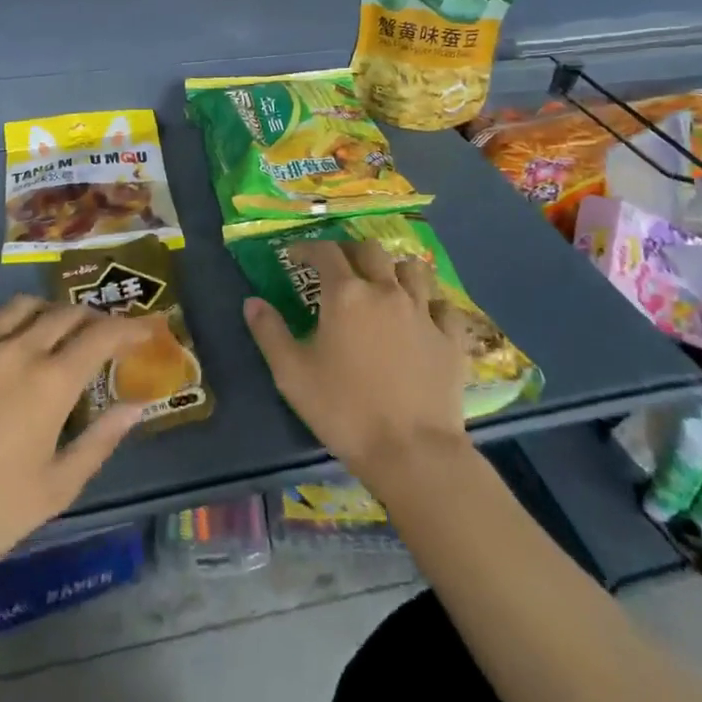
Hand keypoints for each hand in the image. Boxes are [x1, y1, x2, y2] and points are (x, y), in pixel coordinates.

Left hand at [0, 296, 152, 566]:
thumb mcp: (58, 487)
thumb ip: (101, 440)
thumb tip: (137, 405)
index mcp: (52, 381)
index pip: (101, 336)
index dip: (128, 327)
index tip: (145, 329)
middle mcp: (17, 351)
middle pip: (62, 313)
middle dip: (88, 317)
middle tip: (96, 332)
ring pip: (16, 307)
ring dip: (40, 311)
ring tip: (44, 327)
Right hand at [242, 239, 471, 488]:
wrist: (413, 453)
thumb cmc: (345, 411)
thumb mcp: (292, 374)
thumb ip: (269, 332)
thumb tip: (252, 301)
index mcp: (345, 294)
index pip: (325, 251)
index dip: (307, 248)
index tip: (295, 255)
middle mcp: (385, 291)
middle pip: (369, 250)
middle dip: (349, 251)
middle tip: (337, 266)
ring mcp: (423, 312)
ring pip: (411, 269)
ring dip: (393, 269)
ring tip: (382, 283)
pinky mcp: (450, 338)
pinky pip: (443, 305)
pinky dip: (430, 303)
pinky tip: (422, 316)